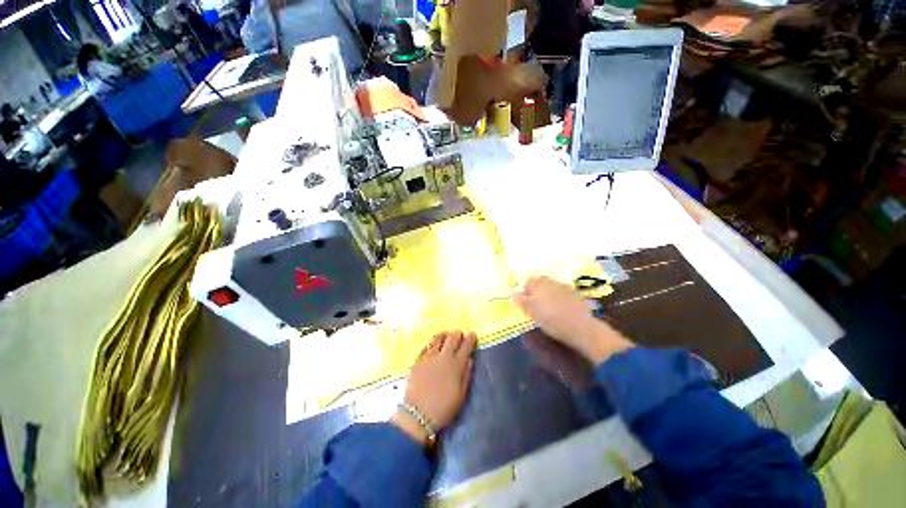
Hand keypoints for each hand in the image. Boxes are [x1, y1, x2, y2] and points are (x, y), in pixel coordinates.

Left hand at [391, 331, 475, 445]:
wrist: (418, 414)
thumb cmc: (444, 408)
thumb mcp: (461, 395)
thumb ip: (466, 374)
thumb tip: (469, 359)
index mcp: (456, 365)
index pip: (466, 346)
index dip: (470, 338)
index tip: (472, 334)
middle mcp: (443, 357)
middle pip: (452, 338)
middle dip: (457, 334)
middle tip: (459, 334)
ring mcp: (429, 357)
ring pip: (438, 338)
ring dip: (444, 335)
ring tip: (446, 335)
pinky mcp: (418, 360)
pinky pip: (427, 346)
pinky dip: (432, 343)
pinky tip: (434, 344)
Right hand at [513, 276, 633, 363]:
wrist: (580, 327)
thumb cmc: (551, 318)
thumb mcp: (530, 311)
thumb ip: (520, 301)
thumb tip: (512, 294)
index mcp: (539, 283)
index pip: (528, 281)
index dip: (526, 292)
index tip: (527, 304)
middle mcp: (552, 281)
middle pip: (541, 283)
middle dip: (538, 292)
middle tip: (538, 307)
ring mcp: (566, 287)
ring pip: (553, 288)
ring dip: (550, 295)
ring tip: (551, 310)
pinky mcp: (577, 295)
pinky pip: (564, 294)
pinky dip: (561, 300)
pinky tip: (563, 311)